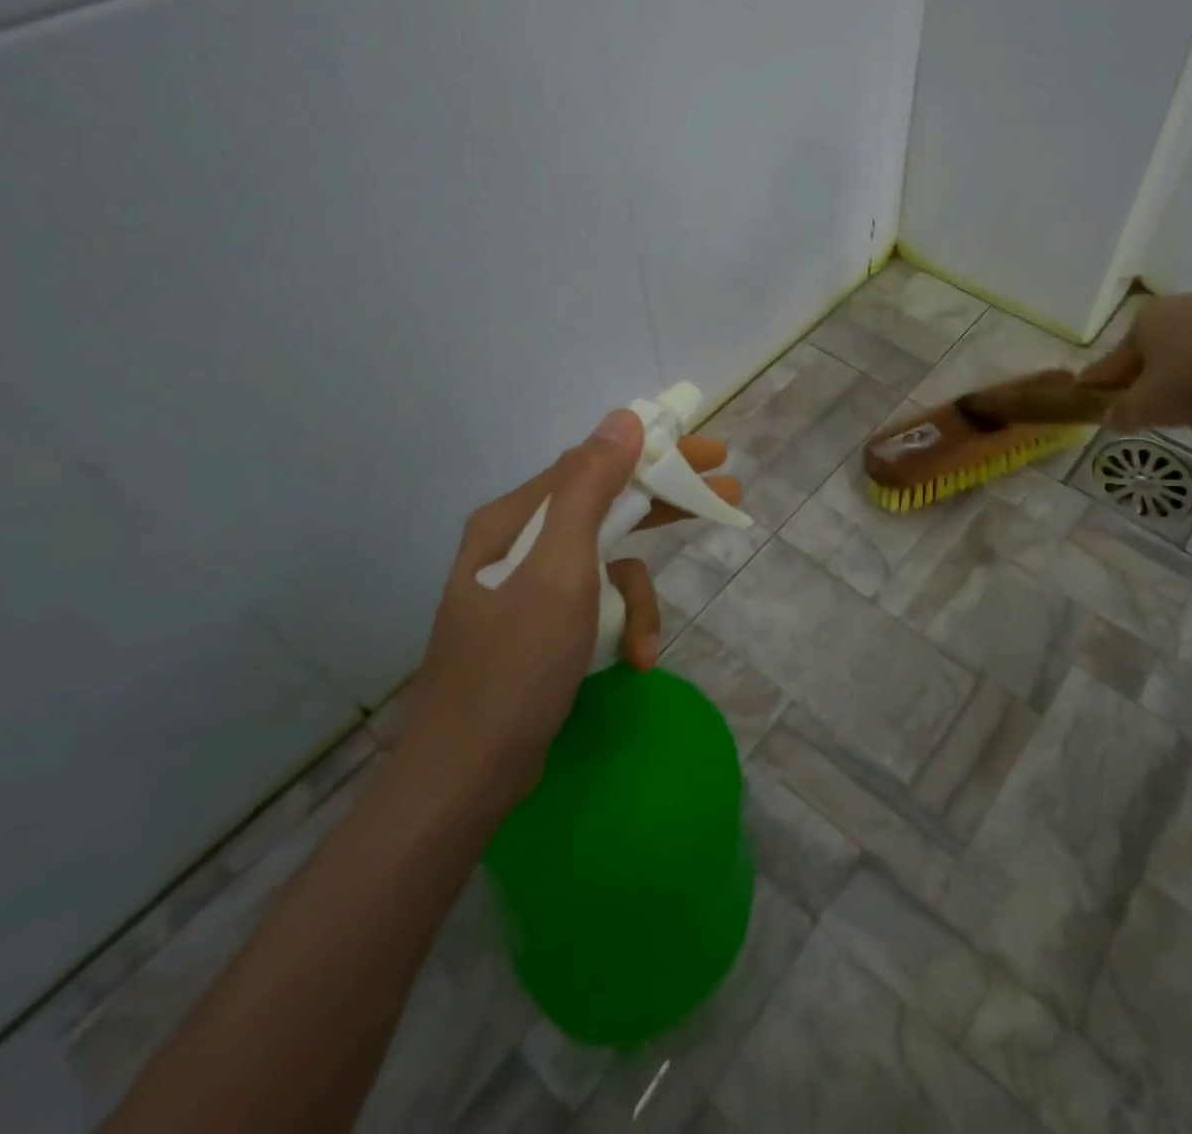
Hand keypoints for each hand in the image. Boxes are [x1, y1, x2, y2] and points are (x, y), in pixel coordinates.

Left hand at [394, 409, 741, 820]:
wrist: (466, 773)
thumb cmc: (516, 664)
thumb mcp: (561, 568)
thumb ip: (590, 488)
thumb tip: (624, 417)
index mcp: (518, 518)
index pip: (596, 462)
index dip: (656, 451)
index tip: (709, 451)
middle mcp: (523, 542)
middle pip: (608, 504)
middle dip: (665, 505)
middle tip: (725, 492)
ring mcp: (533, 587)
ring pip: (610, 563)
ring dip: (638, 599)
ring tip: (647, 644)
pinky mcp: (544, 626)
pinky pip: (598, 604)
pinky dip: (621, 627)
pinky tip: (634, 661)